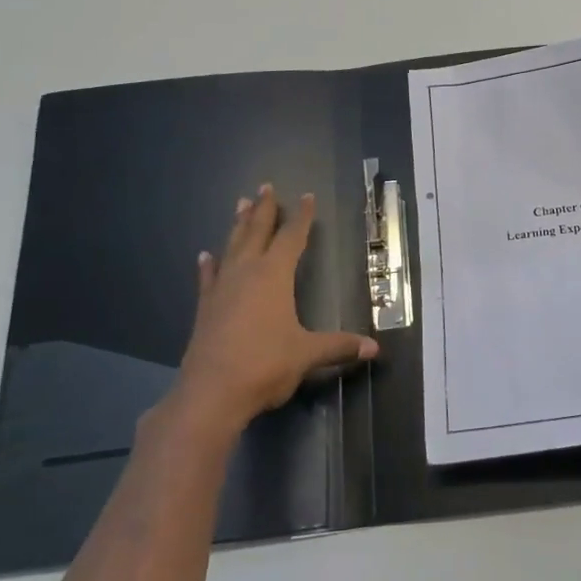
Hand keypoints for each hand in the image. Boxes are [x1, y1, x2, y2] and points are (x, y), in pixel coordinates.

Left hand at [169, 186, 377, 442]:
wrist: (210, 394)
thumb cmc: (265, 366)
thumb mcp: (308, 354)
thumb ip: (339, 346)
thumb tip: (374, 348)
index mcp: (274, 276)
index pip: (291, 237)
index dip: (301, 217)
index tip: (306, 196)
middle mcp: (246, 274)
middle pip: (256, 232)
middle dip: (263, 209)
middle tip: (265, 186)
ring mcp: (222, 289)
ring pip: (232, 247)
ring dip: (238, 225)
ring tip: (240, 203)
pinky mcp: (205, 309)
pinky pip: (208, 278)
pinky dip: (209, 265)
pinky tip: (205, 255)